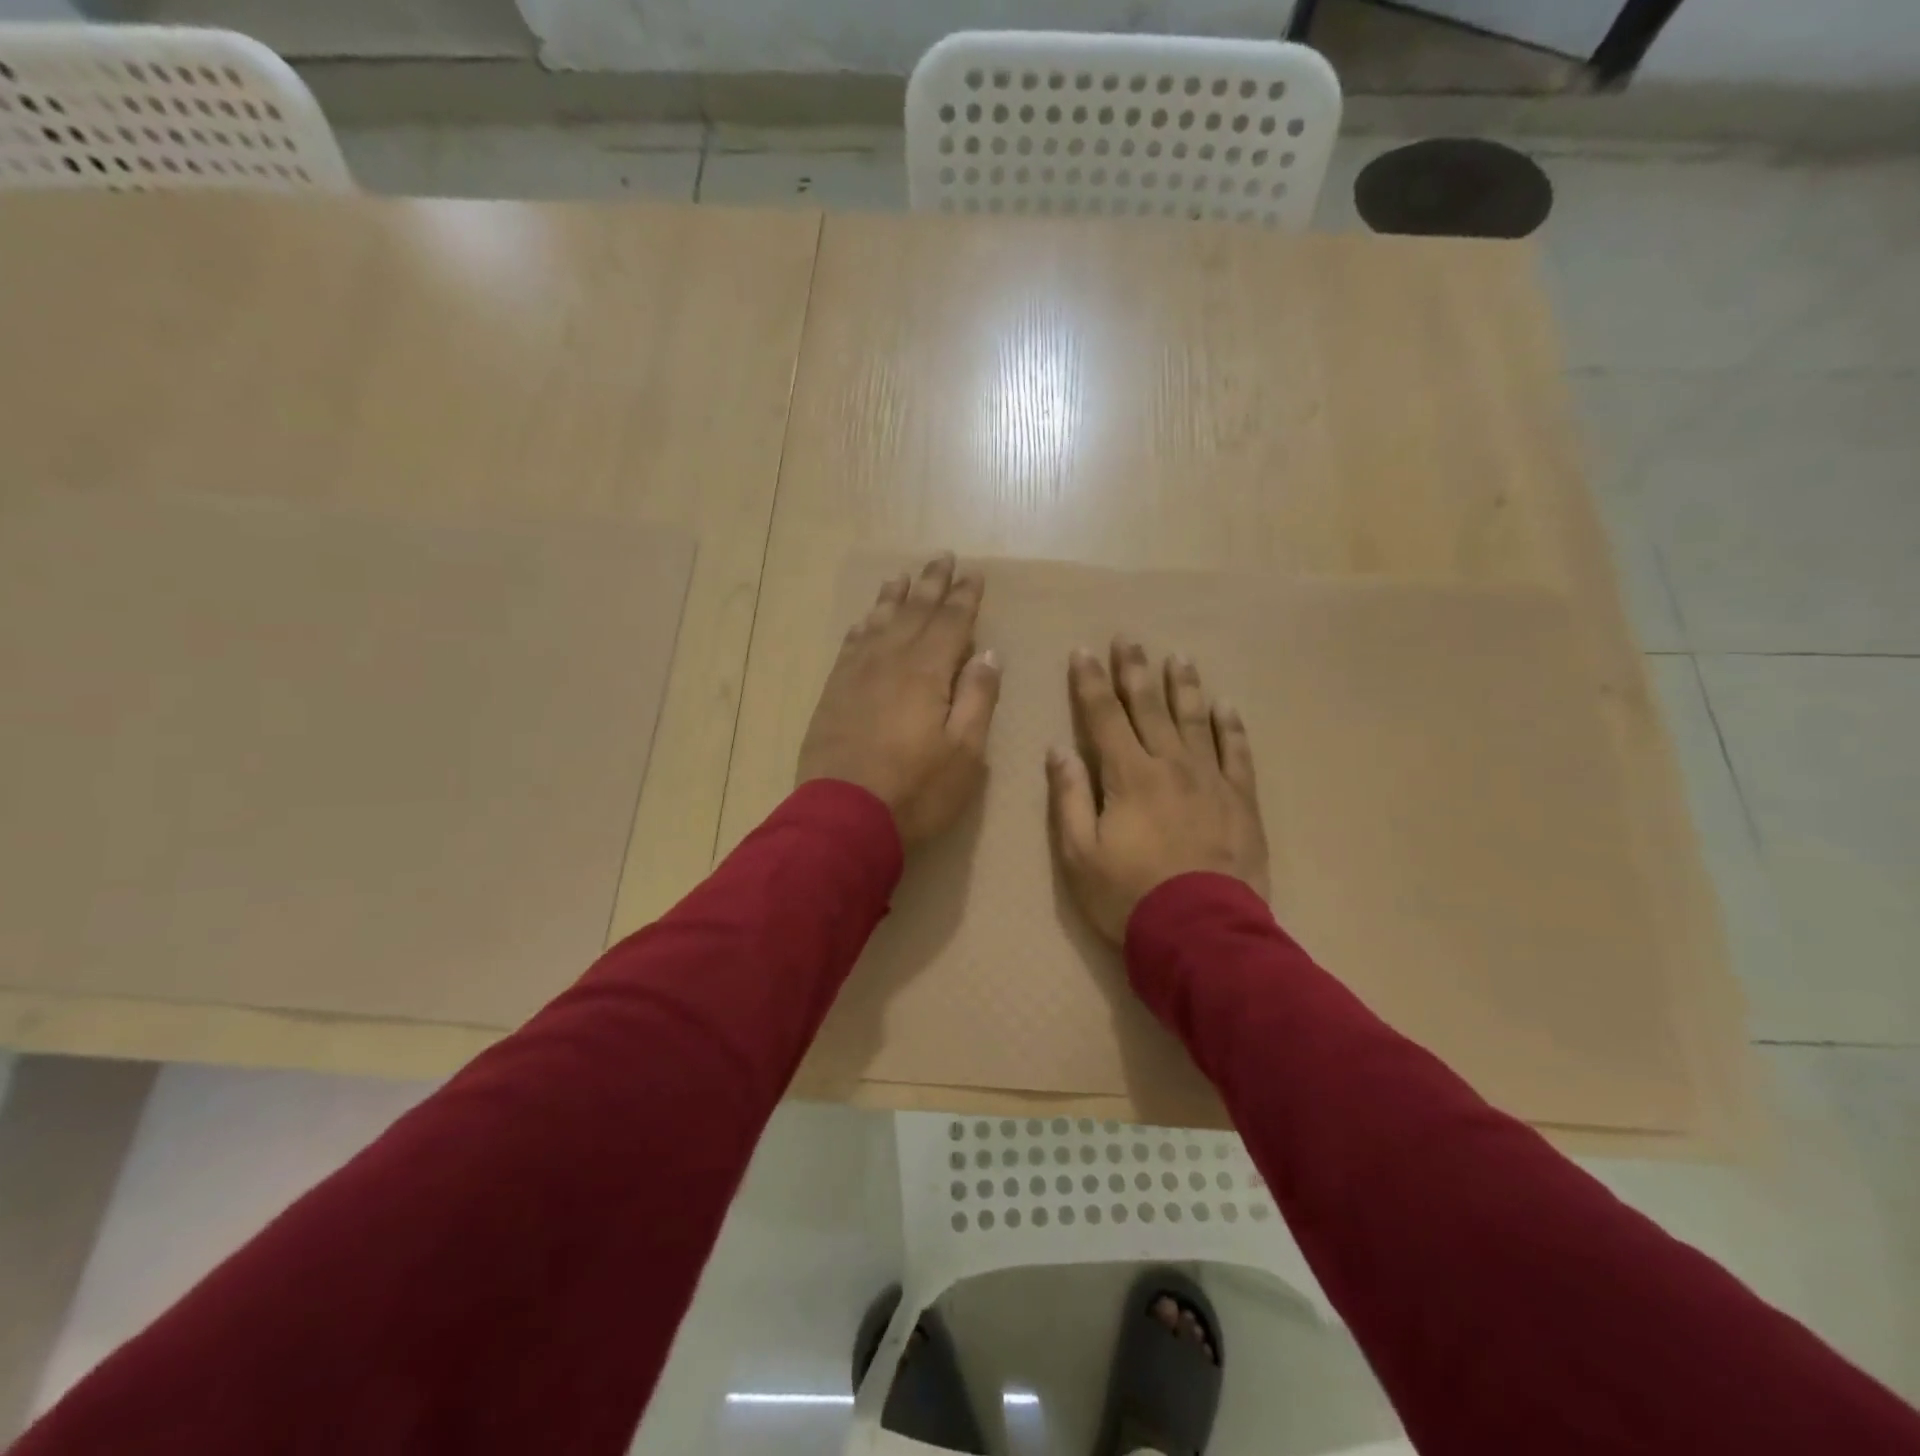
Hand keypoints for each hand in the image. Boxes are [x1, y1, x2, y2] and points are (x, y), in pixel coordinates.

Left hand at [798, 553, 1000, 844]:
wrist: (843, 817)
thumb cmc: (916, 790)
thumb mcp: (965, 752)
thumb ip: (978, 698)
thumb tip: (987, 653)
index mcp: (927, 672)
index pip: (951, 622)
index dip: (965, 597)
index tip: (974, 574)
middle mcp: (890, 661)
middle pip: (914, 612)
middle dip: (931, 584)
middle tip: (942, 558)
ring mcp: (856, 675)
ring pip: (878, 622)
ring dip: (893, 597)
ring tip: (903, 577)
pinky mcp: (834, 693)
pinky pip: (850, 645)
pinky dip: (862, 626)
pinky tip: (865, 620)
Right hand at [1047, 638, 1269, 942]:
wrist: (1202, 932)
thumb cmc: (1128, 896)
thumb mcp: (1080, 854)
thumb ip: (1069, 797)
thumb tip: (1058, 750)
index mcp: (1128, 776)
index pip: (1104, 716)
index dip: (1091, 682)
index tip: (1084, 652)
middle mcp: (1170, 765)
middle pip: (1150, 707)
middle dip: (1136, 671)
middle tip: (1130, 639)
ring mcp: (1211, 780)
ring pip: (1195, 720)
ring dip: (1184, 687)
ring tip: (1178, 658)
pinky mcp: (1241, 801)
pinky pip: (1237, 753)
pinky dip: (1231, 727)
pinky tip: (1226, 706)